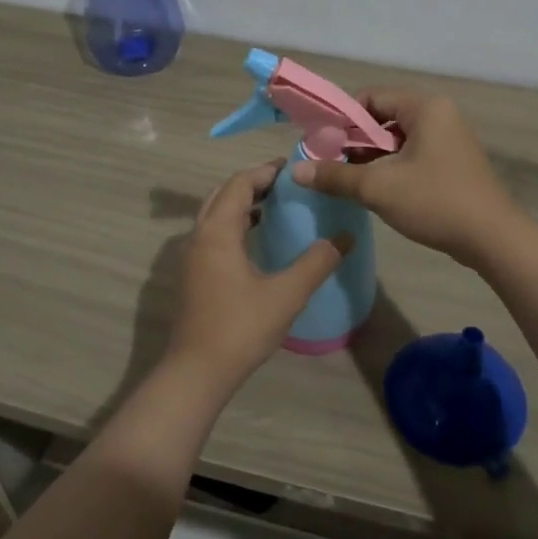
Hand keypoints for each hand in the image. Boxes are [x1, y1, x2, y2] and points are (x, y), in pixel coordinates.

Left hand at [166, 161, 351, 387]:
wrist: (197, 371)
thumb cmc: (240, 327)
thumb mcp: (286, 294)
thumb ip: (316, 262)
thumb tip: (344, 237)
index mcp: (217, 231)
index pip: (240, 184)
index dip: (266, 172)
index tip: (293, 167)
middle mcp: (199, 236)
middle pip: (224, 194)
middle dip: (253, 183)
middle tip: (286, 183)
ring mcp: (192, 256)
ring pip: (216, 215)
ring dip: (243, 204)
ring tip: (276, 205)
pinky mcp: (194, 275)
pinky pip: (214, 234)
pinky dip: (235, 224)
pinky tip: (258, 240)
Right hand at [291, 91, 521, 267]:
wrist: (493, 239)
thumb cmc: (435, 202)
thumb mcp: (378, 188)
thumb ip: (335, 175)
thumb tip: (296, 171)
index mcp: (425, 107)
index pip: (371, 97)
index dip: (342, 118)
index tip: (322, 144)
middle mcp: (439, 114)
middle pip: (383, 117)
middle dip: (355, 140)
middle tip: (331, 164)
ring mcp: (449, 139)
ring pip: (397, 138)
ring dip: (371, 157)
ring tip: (348, 180)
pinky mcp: (453, 162)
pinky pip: (413, 154)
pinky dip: (391, 166)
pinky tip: (376, 190)